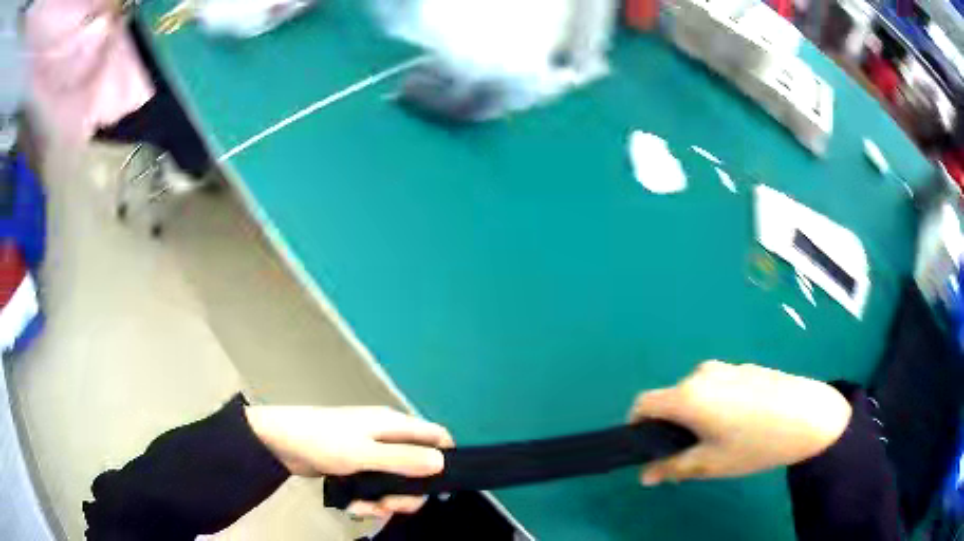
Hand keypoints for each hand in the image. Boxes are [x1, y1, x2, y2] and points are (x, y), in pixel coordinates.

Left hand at [245, 405, 453, 517]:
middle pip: (418, 468)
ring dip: (385, 501)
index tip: (441, 487)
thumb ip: (402, 459)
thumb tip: (442, 462)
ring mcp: (371, 454)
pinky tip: (354, 506)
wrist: (279, 442)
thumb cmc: (321, 441)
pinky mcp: (356, 467)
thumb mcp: (363, 454)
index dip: (446, 458)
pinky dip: (369, 499)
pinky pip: (375, 487)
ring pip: (396, 483)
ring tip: (365, 508)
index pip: (435, 436)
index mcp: (393, 426)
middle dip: (407, 493)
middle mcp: (386, 438)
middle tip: (390, 507)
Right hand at [629, 361, 851, 485]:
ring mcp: (727, 368)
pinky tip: (744, 424)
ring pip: (698, 393)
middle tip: (691, 453)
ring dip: (697, 416)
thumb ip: (673, 468)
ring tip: (722, 440)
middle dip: (673, 426)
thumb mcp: (711, 464)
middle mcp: (702, 374)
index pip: (644, 403)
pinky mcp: (747, 368)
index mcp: (689, 395)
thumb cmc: (755, 444)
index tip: (647, 449)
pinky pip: (719, 387)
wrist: (810, 416)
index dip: (636, 426)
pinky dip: (718, 405)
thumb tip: (645, 475)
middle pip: (672, 399)